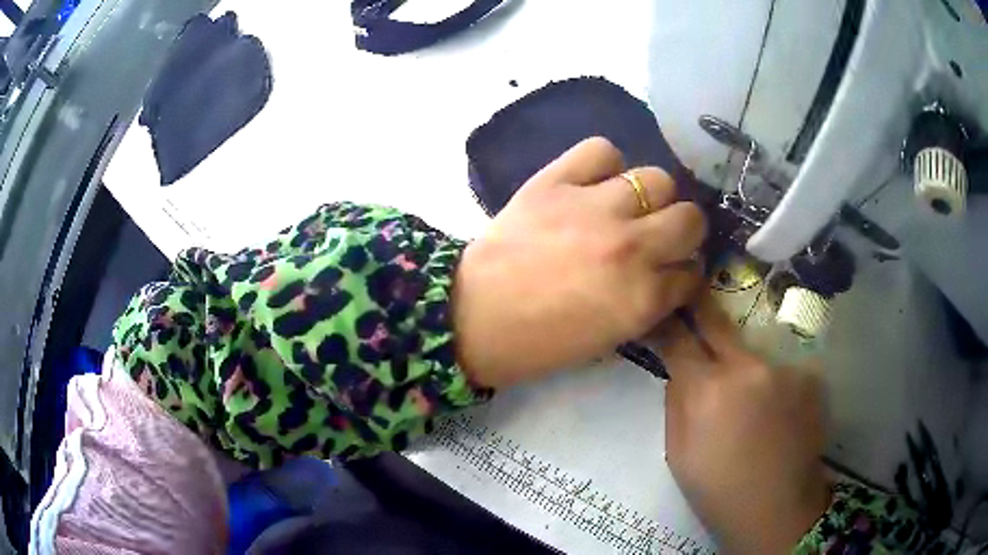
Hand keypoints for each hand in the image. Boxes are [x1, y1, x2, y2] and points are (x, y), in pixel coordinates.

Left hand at [453, 137, 705, 388]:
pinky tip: (595, 181)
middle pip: (691, 218)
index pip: (693, 274)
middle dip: (683, 231)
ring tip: (627, 206)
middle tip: (659, 235)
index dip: (685, 274)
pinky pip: (601, 150)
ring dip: (650, 197)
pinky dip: (604, 164)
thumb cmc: (540, 341)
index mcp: (643, 298)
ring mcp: (595, 209)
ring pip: (657, 179)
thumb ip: (648, 304)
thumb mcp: (610, 337)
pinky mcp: (556, 182)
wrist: (473, 317)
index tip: (674, 272)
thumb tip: (669, 276)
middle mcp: (631, 247)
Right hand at [660, 297, 829, 553]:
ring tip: (748, 400)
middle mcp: (748, 367)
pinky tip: (777, 413)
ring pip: (752, 351)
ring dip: (743, 364)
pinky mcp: (810, 377)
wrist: (777, 509)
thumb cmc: (718, 490)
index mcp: (707, 391)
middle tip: (694, 298)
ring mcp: (784, 368)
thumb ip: (675, 401)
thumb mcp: (677, 454)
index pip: (679, 338)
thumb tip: (681, 369)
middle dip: (701, 309)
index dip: (667, 324)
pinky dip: (773, 383)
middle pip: (718, 323)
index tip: (662, 314)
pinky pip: (780, 369)